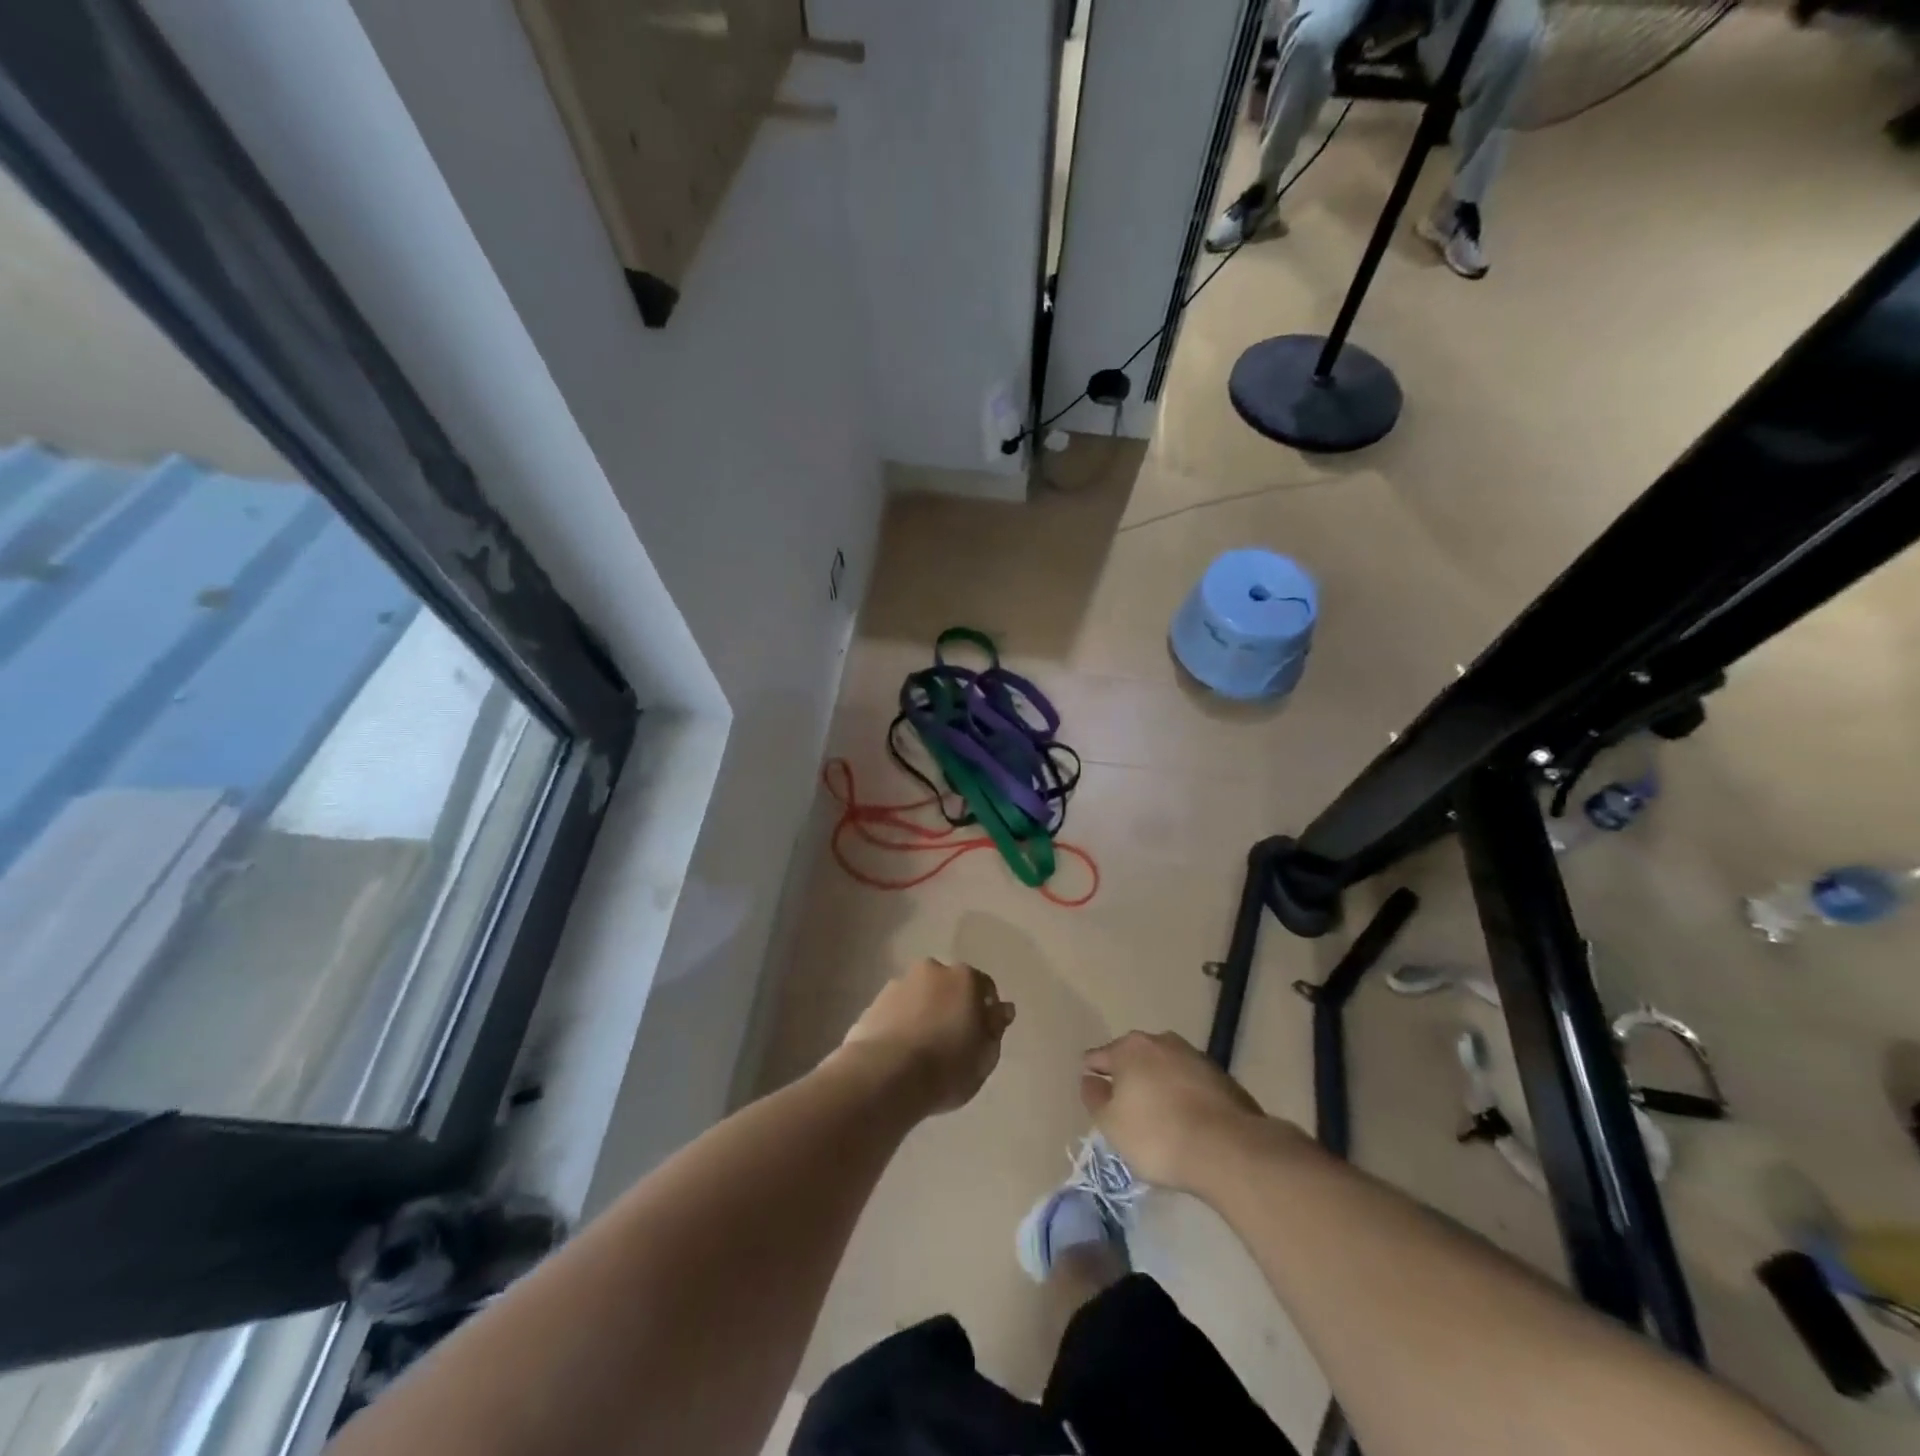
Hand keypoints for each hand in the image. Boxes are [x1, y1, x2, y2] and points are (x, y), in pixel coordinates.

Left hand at [840, 959, 1014, 1114]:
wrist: (886, 1076)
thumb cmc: (947, 1066)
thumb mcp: (985, 1055)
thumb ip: (995, 1028)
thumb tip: (1002, 1009)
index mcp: (964, 978)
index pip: (984, 987)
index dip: (986, 1011)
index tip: (982, 1035)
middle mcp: (931, 971)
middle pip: (948, 986)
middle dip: (952, 1006)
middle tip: (952, 1039)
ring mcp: (899, 984)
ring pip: (920, 996)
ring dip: (924, 1012)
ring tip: (922, 1048)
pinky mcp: (873, 1003)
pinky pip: (897, 1011)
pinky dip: (901, 1023)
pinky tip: (901, 1051)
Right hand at [1080, 1031, 1268, 1191]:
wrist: (1227, 1149)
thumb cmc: (1157, 1135)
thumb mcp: (1111, 1124)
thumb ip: (1094, 1097)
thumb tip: (1090, 1079)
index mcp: (1129, 1048)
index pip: (1099, 1057)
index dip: (1092, 1074)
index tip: (1092, 1092)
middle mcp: (1161, 1041)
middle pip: (1134, 1058)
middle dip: (1128, 1076)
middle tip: (1125, 1106)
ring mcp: (1194, 1056)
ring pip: (1165, 1068)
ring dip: (1159, 1084)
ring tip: (1158, 1115)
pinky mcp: (1222, 1077)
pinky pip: (1191, 1083)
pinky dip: (1184, 1096)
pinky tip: (1187, 1121)